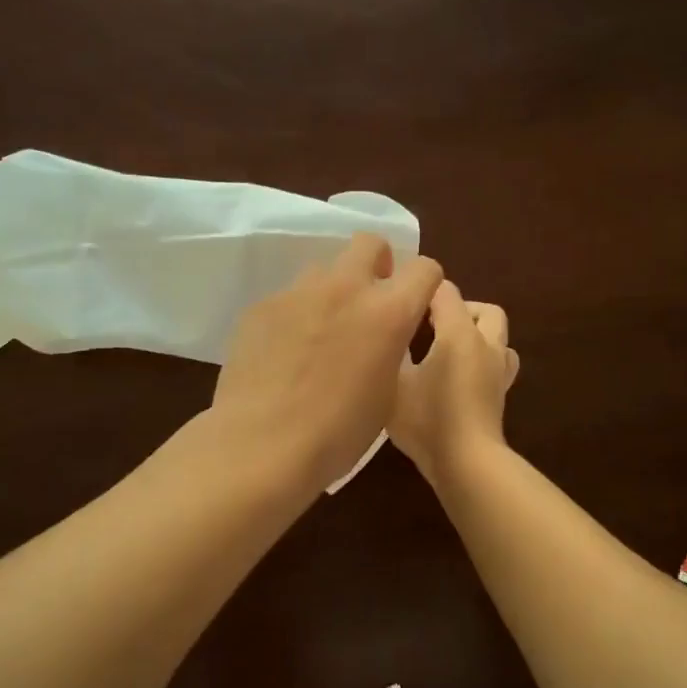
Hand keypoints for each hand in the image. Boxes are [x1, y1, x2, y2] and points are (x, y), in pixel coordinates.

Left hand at [211, 234, 443, 493]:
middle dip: (377, 264)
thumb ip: (391, 348)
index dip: (424, 285)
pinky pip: (289, 298)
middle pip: (370, 243)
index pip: (424, 268)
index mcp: (388, 312)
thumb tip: (382, 336)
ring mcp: (299, 292)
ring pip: (324, 270)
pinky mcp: (262, 305)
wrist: (262, 444)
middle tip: (369, 302)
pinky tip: (284, 353)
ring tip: (320, 334)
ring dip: (332, 292)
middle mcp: (346, 288)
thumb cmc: (338, 432)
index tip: (415, 305)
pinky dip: (296, 316)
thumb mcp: (388, 393)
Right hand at [390, 281, 518, 483]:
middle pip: (484, 310)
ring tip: (448, 349)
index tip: (400, 300)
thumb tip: (386, 334)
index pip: (445, 291)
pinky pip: (498, 363)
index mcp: (459, 333)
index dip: (422, 289)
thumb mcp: (394, 383)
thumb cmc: (427, 420)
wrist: (467, 464)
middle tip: (430, 325)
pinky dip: (481, 360)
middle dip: (460, 309)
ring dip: (478, 334)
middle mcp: (486, 344)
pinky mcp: (500, 395)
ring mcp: (498, 371)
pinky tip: (457, 376)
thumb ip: (391, 352)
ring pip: (498, 337)